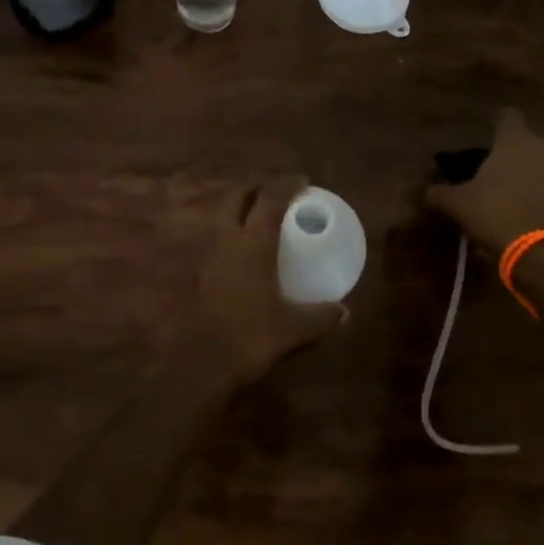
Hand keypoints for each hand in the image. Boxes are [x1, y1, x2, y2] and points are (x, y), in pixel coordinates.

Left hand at [184, 177, 346, 387]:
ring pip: (219, 217)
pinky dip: (228, 236)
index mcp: (253, 244)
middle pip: (235, 198)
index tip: (302, 180)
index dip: (286, 185)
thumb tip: (344, 313)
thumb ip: (320, 317)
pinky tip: (240, 253)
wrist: (201, 363)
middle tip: (273, 191)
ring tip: (255, 215)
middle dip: (254, 187)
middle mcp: (227, 242)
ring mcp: (208, 258)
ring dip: (236, 209)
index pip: (269, 201)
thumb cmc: (249, 336)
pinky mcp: (199, 276)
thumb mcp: (293, 328)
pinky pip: (214, 241)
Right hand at [424, 108, 543, 256]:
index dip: (495, 122)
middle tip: (490, 171)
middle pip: (524, 141)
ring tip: (508, 194)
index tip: (486, 132)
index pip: (506, 116)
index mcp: (515, 140)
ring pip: (541, 163)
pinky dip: (540, 192)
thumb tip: (426, 192)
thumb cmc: (497, 214)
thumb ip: (439, 194)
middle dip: (510, 153)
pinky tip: (525, 211)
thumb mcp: (458, 205)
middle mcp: (543, 147)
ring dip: (527, 173)